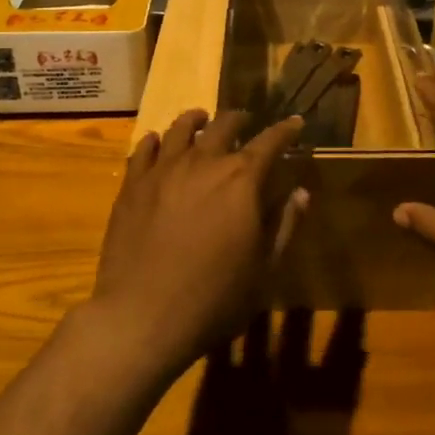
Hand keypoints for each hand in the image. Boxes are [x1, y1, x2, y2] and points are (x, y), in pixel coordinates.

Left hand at [88, 108, 307, 383]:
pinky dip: (155, 140)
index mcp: (241, 179)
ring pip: (181, 128)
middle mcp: (203, 162)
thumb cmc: (214, 297)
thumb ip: (283, 224)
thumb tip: (302, 192)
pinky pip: (144, 149)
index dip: (286, 130)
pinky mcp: (132, 185)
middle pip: (224, 125)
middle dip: (240, 120)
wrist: (143, 316)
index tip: (295, 122)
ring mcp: (163, 170)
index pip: (270, 142)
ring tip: (201, 118)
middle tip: (246, 122)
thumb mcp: (263, 268)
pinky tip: (157, 141)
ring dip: (196, 120)